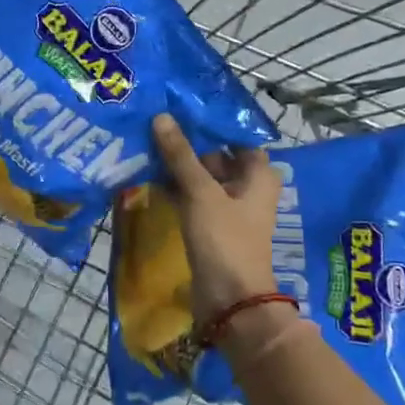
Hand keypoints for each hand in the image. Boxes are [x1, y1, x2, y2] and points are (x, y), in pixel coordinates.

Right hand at [152, 115, 281, 325]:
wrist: (230, 301)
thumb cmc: (224, 240)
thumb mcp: (200, 192)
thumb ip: (180, 155)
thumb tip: (161, 117)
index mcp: (258, 173)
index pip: (235, 135)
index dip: (210, 120)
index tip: (180, 104)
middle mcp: (248, 186)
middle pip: (217, 154)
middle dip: (188, 142)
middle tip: (155, 120)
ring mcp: (229, 207)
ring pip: (202, 176)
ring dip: (179, 164)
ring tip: (146, 142)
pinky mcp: (212, 225)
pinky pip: (193, 197)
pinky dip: (176, 186)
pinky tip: (150, 174)